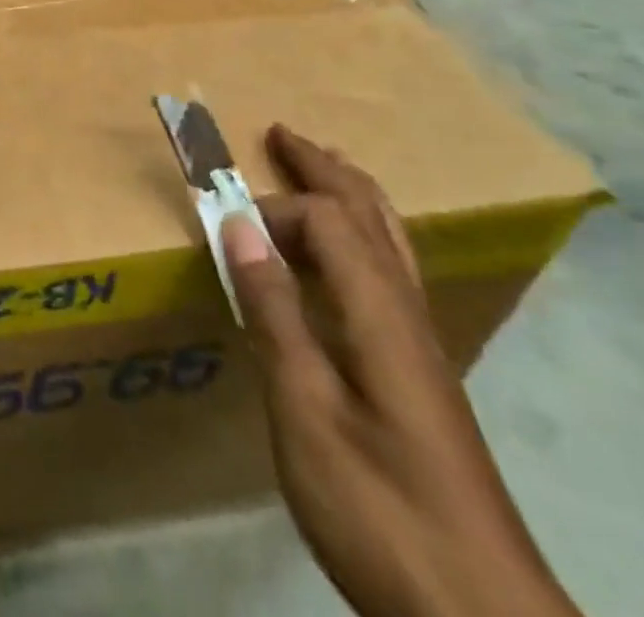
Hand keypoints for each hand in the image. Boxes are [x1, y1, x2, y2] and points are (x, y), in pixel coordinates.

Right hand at [226, 125, 579, 616]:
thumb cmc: (381, 510)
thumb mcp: (306, 410)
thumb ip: (274, 312)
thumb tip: (239, 226)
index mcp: (380, 314)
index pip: (326, 220)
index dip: (272, 208)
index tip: (222, 223)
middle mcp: (408, 314)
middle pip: (368, 214)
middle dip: (323, 168)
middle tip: (281, 134)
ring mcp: (421, 346)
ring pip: (388, 242)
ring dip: (348, 194)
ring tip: (318, 170)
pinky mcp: (421, 376)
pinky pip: (388, 274)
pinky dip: (359, 236)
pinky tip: (345, 259)